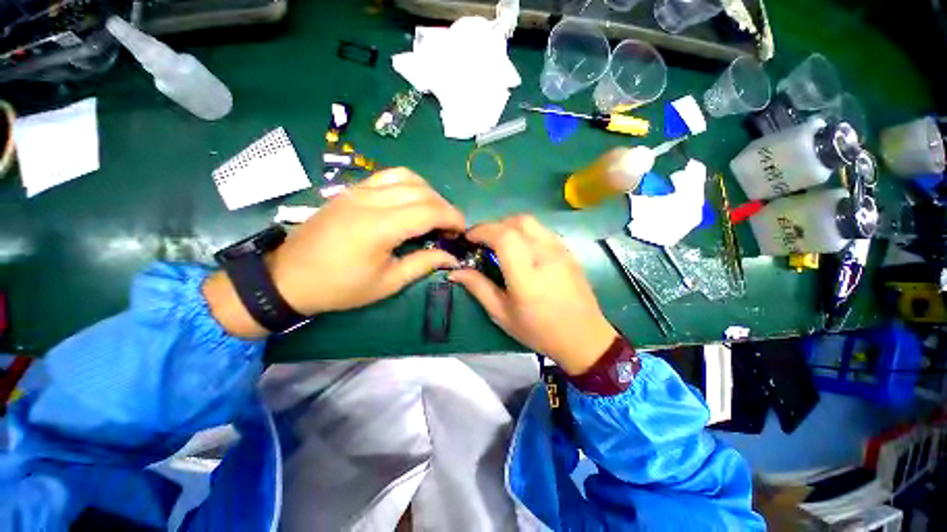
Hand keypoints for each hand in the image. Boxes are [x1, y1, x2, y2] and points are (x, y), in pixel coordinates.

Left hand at [205, 169, 464, 337]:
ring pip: (406, 176)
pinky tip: (410, 202)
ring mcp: (358, 190)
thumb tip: (451, 257)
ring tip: (432, 214)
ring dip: (428, 192)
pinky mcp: (351, 190)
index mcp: (380, 226)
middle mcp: (370, 200)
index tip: (462, 232)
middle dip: (444, 207)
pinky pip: (388, 176)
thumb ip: (423, 264)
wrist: (289, 277)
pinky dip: (408, 185)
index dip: (453, 218)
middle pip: (422, 191)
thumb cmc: (340, 287)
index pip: (430, 210)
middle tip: (449, 229)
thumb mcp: (388, 283)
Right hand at [449, 215, 616, 374]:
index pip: (504, 237)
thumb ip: (478, 288)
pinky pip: (542, 230)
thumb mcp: (502, 314)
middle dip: (493, 226)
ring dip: (509, 225)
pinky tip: (520, 247)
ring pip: (530, 222)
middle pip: (517, 222)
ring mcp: (560, 251)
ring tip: (498, 241)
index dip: (482, 231)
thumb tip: (455, 272)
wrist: (584, 337)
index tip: (469, 238)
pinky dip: (524, 231)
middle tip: (481, 240)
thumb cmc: (539, 330)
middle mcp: (546, 256)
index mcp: (527, 275)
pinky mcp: (568, 251)